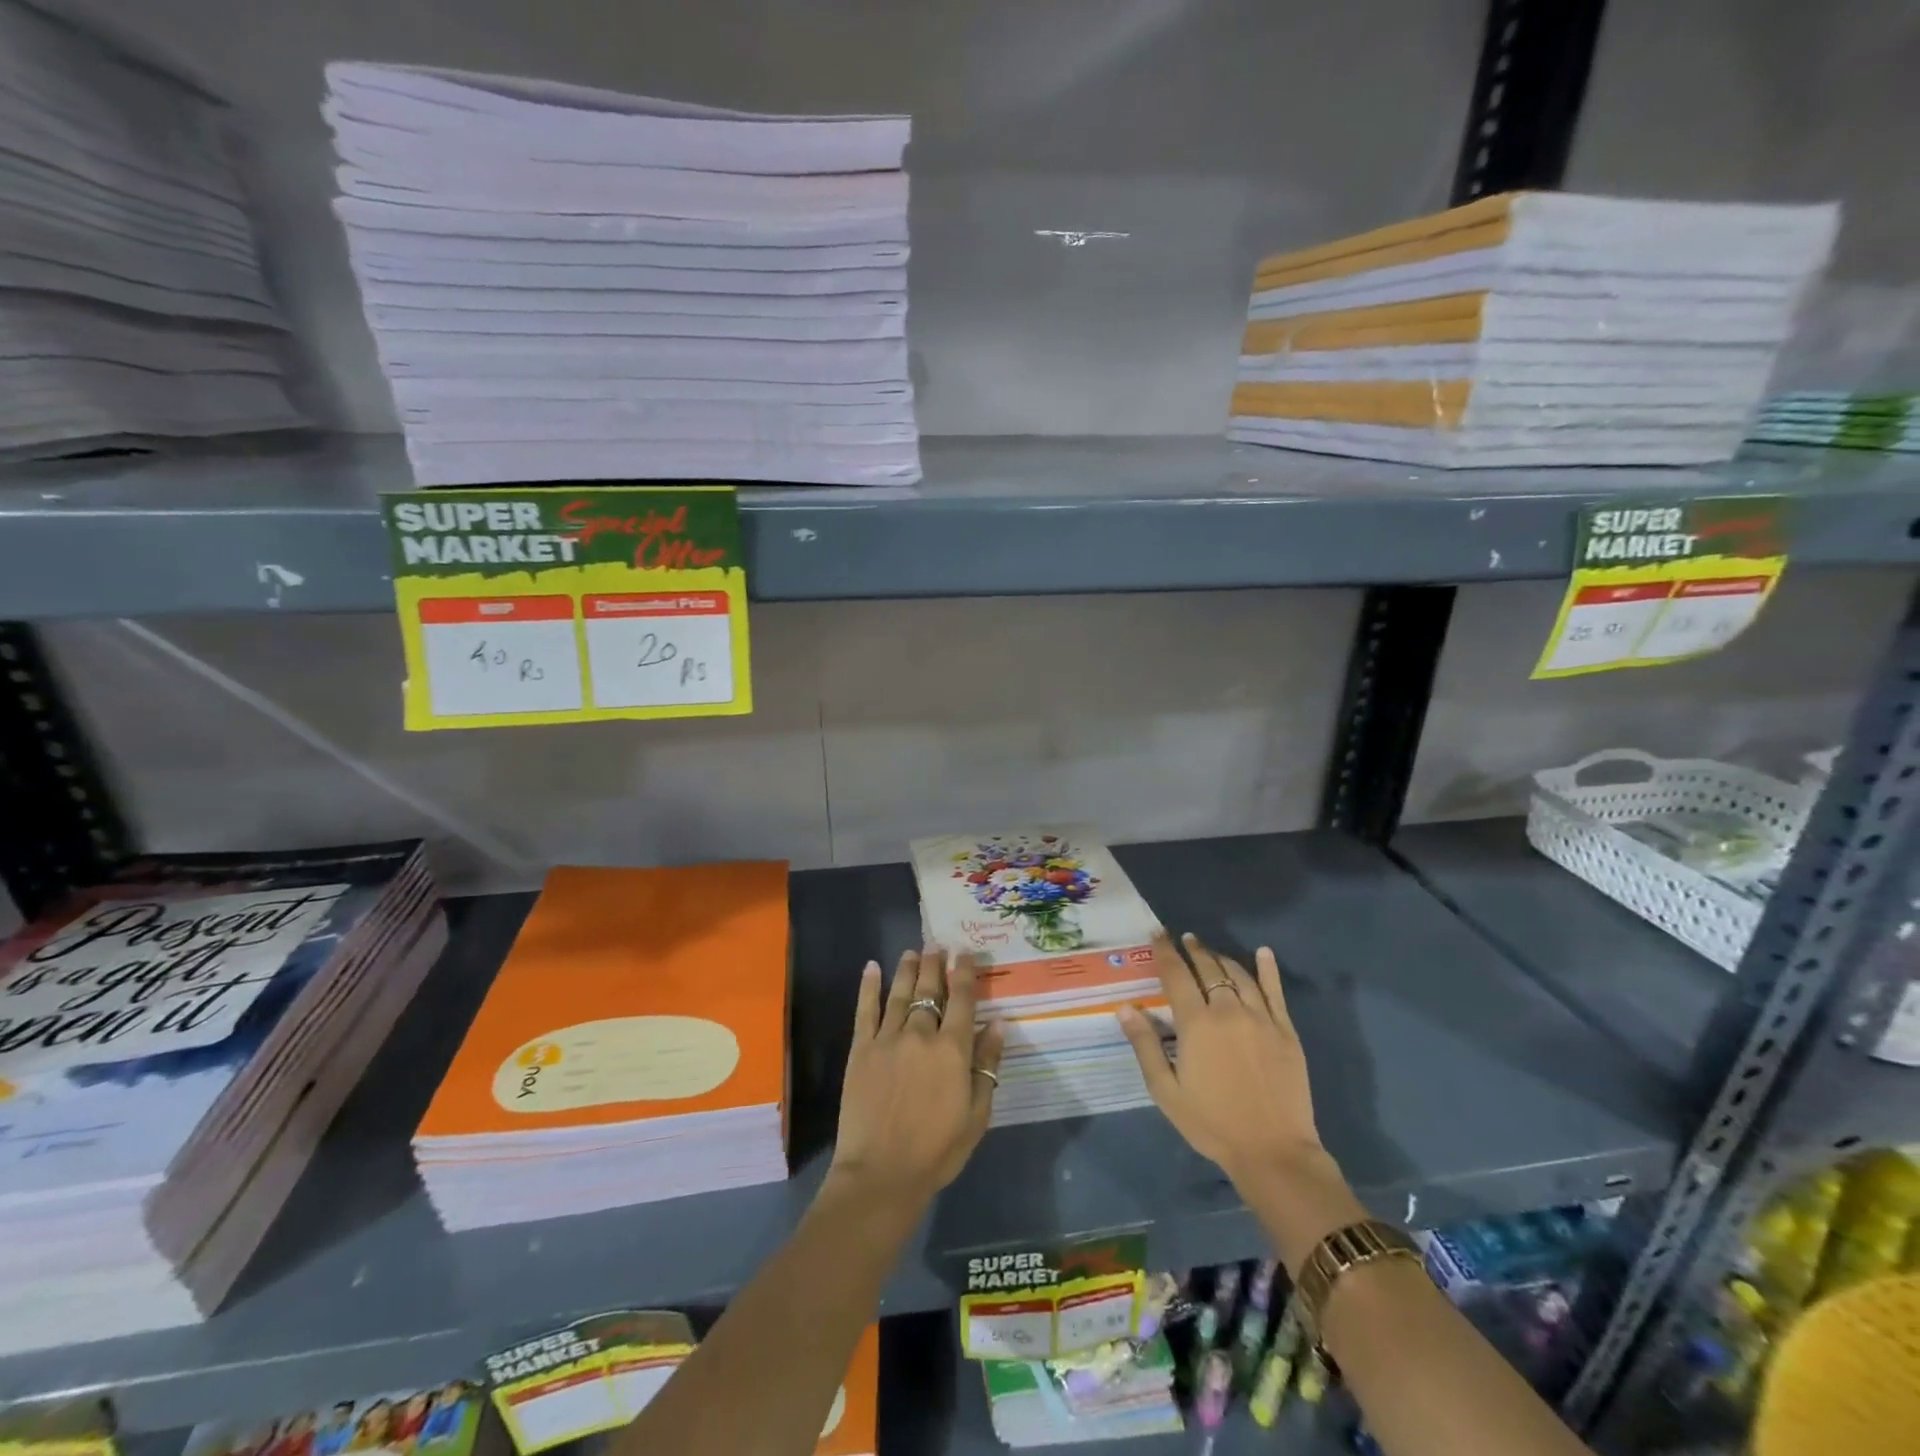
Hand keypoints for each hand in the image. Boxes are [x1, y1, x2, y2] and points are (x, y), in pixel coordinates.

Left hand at [830, 947, 1006, 1206]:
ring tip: (913, 950)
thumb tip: (998, 1024)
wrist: (881, 1174)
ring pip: (900, 994)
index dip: (965, 973)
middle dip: (935, 964)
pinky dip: (868, 987)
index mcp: (952, 1050)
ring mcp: (887, 1039)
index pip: (962, 1000)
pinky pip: (864, 1011)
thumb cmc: (937, 1150)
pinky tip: (872, 967)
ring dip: (907, 969)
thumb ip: (987, 1066)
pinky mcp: (861, 1050)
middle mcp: (920, 1034)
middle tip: (937, 943)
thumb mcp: (976, 1114)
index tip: (966, 953)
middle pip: (929, 990)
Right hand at [1118, 932, 1324, 1187]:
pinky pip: (1275, 992)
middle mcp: (1228, 1011)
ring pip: (1239, 975)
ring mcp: (1261, 1018)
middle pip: (1208, 968)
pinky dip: (1268, 969)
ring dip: (1221, 958)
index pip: (1176, 974)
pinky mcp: (1286, 1031)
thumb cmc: (1212, 1123)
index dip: (1165, 951)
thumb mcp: (1166, 1091)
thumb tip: (1125, 1007)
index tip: (1157, 934)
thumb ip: (1145, 1045)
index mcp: (1196, 1024)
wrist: (1273, 1152)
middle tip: (1184, 938)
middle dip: (1194, 950)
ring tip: (1210, 951)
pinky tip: (1263, 953)